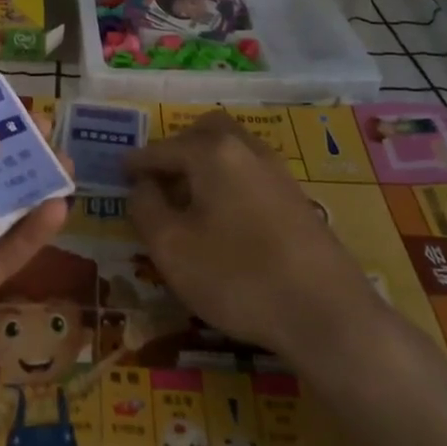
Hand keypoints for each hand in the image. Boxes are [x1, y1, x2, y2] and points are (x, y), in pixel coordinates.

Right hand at [125, 112, 388, 364]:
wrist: (326, 312)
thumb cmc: (237, 276)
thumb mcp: (172, 248)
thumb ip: (146, 209)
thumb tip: (142, 186)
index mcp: (212, 152)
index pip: (163, 149)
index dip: (137, 163)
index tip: (120, 172)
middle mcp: (246, 148)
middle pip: (204, 133)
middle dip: (177, 150)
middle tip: (158, 181)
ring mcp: (277, 171)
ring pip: (231, 150)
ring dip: (205, 164)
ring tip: (188, 201)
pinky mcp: (296, 197)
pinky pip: (250, 173)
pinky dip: (228, 181)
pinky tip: (224, 217)